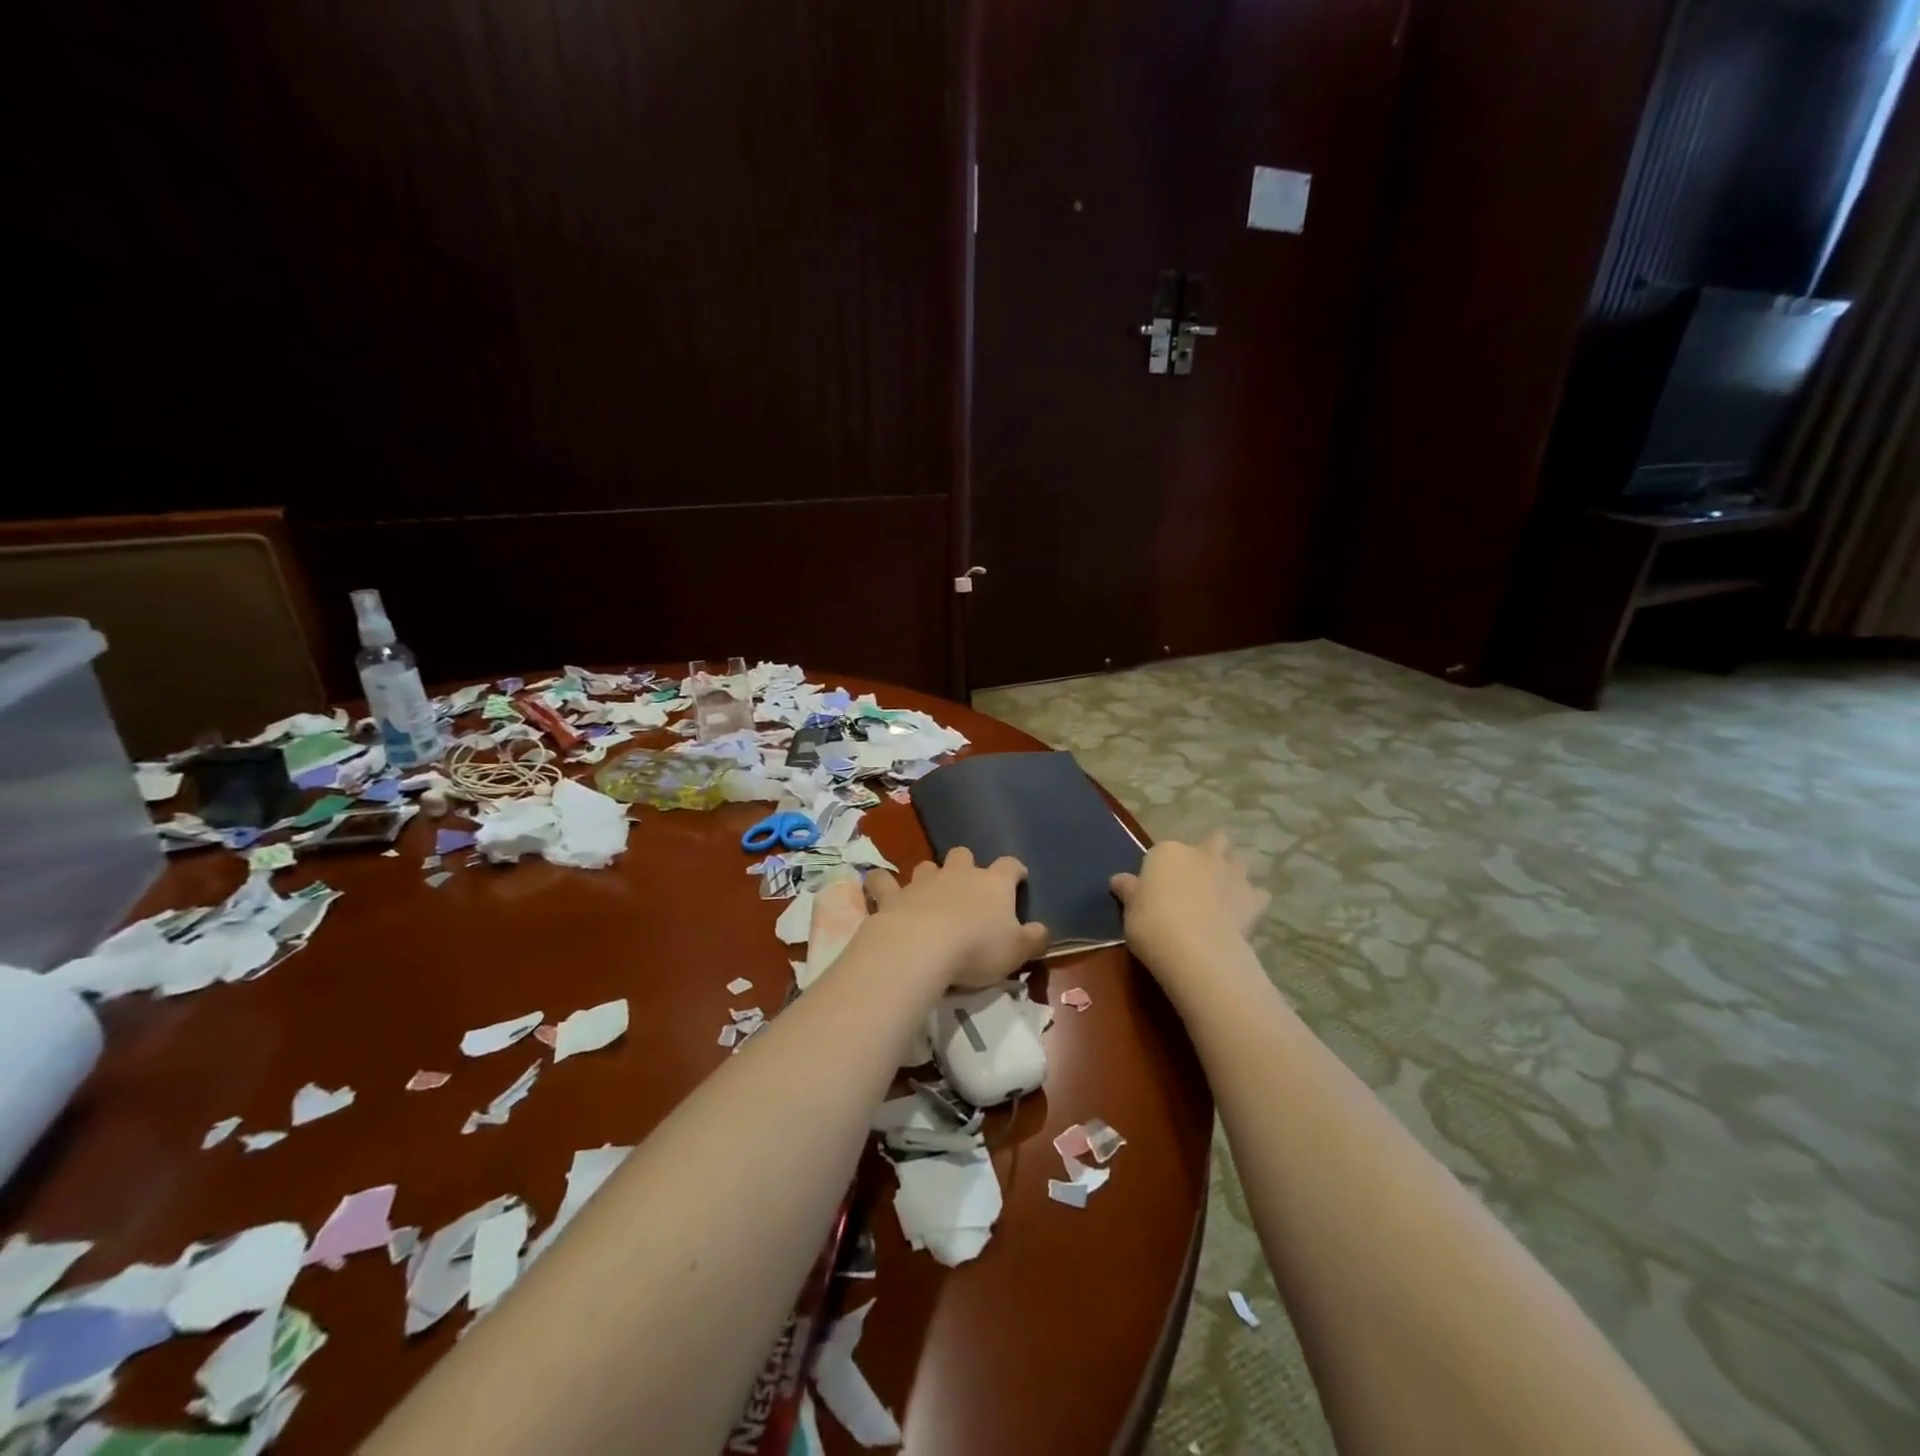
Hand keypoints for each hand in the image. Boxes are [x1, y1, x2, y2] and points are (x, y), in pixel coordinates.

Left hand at [865, 847, 1050, 988]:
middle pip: (964, 855)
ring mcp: (923, 881)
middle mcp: (958, 873)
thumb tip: (1042, 930)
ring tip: (929, 892)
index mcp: (994, 883)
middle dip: (966, 865)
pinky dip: (883, 884)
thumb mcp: (1017, 951)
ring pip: (927, 865)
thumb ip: (1034, 939)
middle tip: (968, 887)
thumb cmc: (977, 949)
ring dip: (929, 875)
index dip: (1015, 871)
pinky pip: (884, 881)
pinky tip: (881, 890)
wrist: (922, 947)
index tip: (1019, 879)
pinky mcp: (893, 895)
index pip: (1010, 866)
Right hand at [1111, 832, 1268, 976]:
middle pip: (1212, 841)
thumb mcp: (1130, 908)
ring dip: (1233, 872)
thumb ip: (1129, 891)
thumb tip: (1119, 880)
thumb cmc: (1152, 923)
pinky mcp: (1254, 899)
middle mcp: (1202, 854)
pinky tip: (1244, 914)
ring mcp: (1231, 874)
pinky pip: (1258, 894)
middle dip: (1210, 852)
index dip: (1162, 868)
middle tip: (1199, 877)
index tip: (1157, 888)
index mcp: (1167, 852)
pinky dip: (1253, 901)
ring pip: (1238, 862)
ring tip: (1223, 893)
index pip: (1163, 852)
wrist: (1195, 949)